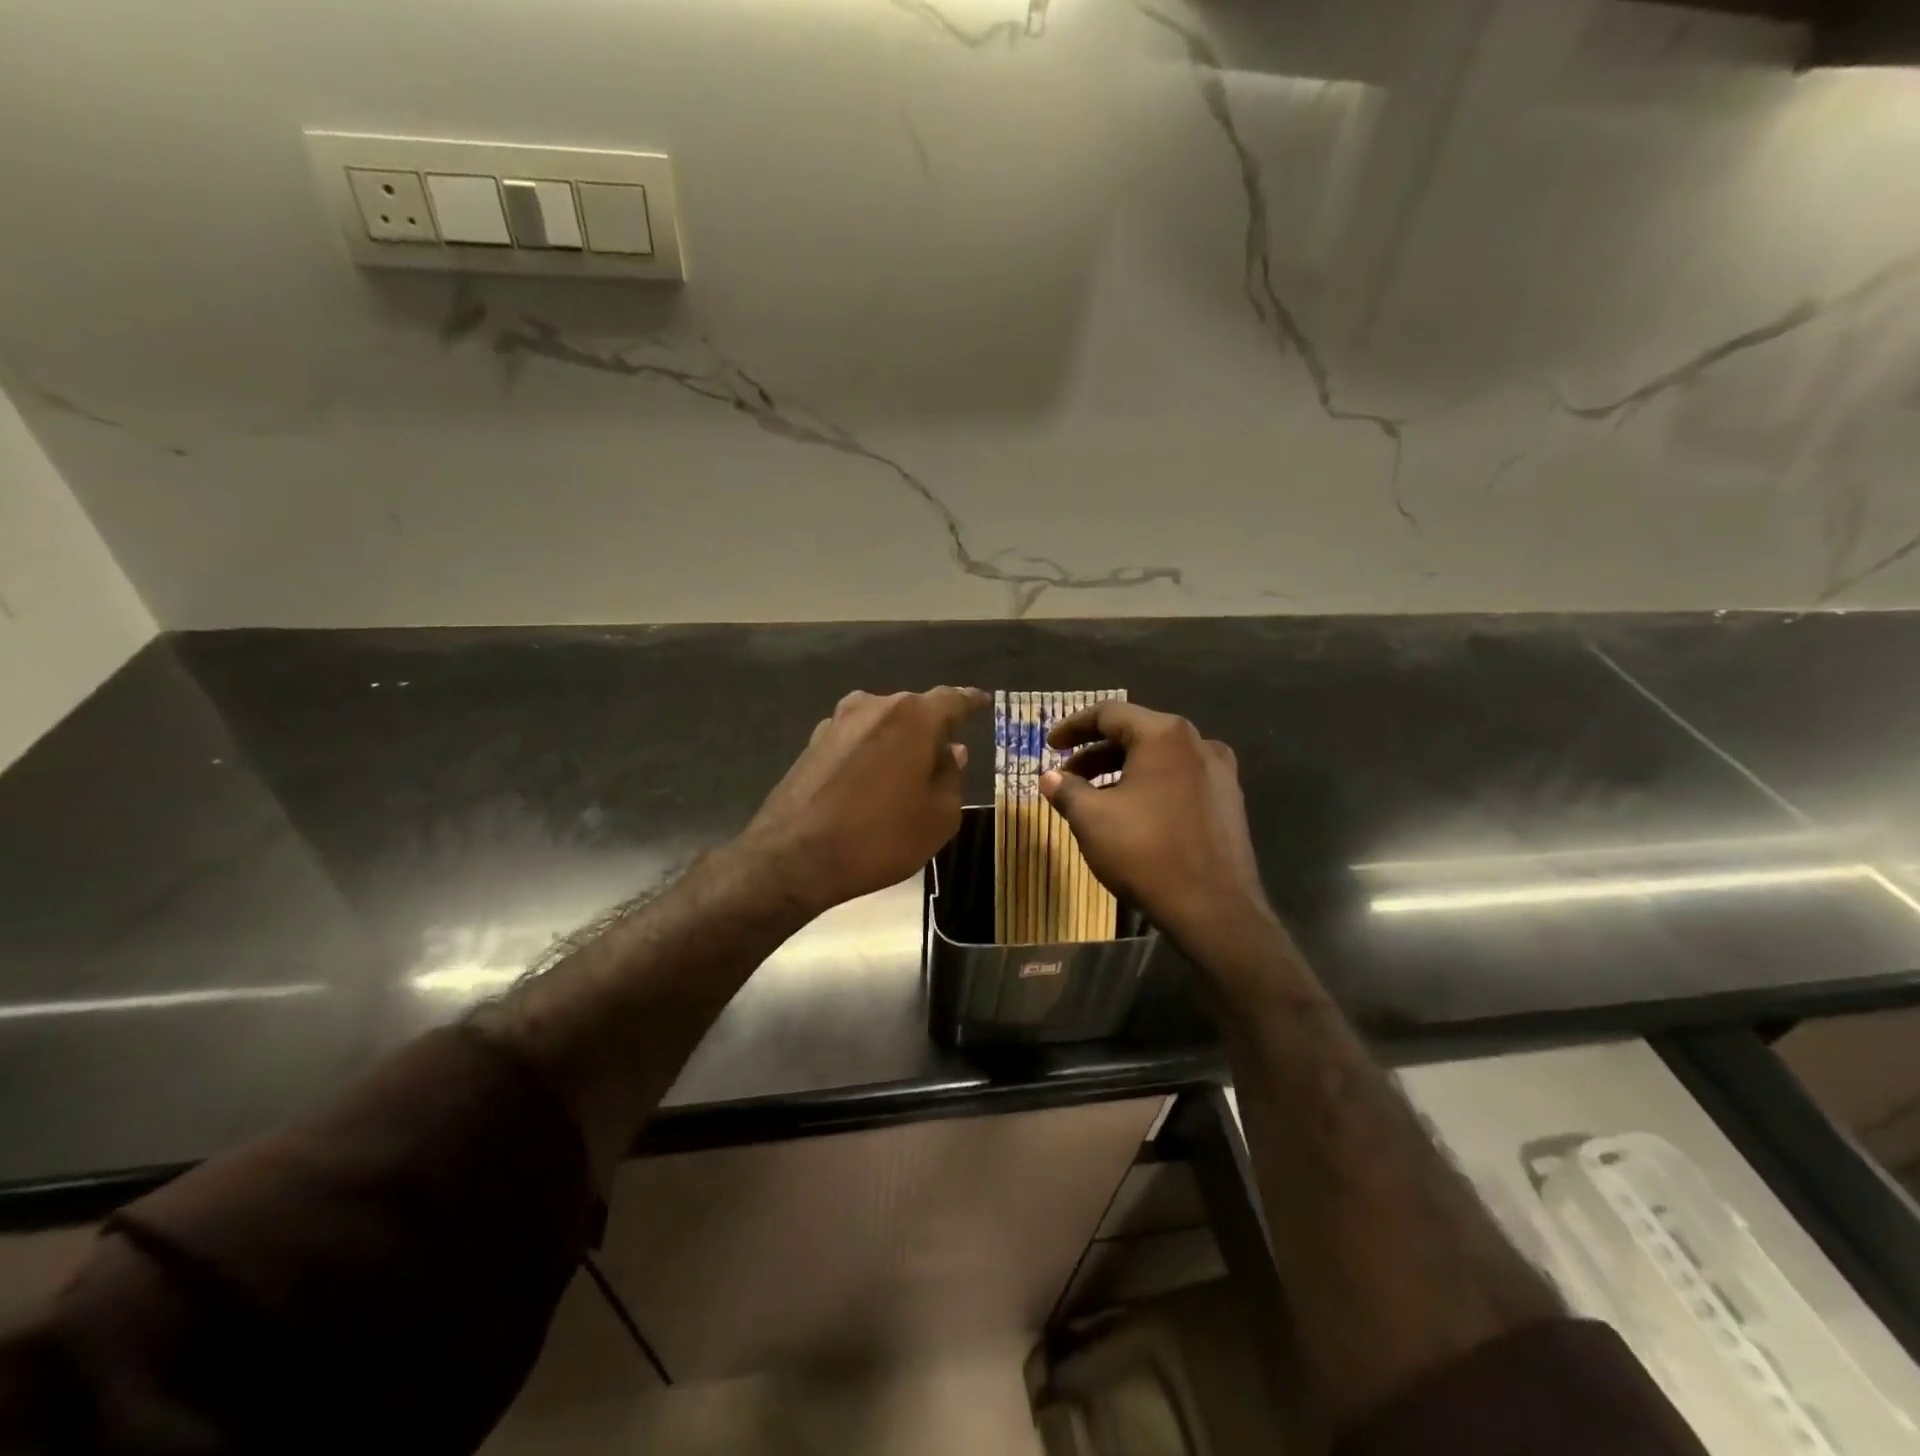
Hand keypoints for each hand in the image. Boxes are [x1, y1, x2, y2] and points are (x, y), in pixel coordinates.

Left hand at [741, 687, 988, 915]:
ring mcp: (837, 723)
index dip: (972, 702)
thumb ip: (951, 777)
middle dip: (932, 729)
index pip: (952, 700)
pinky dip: (870, 754)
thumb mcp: (938, 817)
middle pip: (914, 711)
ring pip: (882, 724)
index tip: (984, 702)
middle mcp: (874, 706)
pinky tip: (871, 783)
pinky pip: (856, 741)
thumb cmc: (880, 836)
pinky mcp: (812, 744)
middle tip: (945, 758)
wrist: (794, 857)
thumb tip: (950, 752)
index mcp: (913, 717)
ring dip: (898, 742)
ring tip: (907, 773)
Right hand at [1041, 700, 1274, 956]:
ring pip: (1159, 759)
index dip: (1072, 726)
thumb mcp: (1092, 819)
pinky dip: (1149, 787)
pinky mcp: (1229, 803)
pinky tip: (1131, 815)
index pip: (1109, 713)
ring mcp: (1220, 774)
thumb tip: (1050, 778)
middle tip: (1067, 776)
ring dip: (1121, 772)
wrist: (1214, 909)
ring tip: (1093, 798)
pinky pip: (1179, 781)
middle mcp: (1198, 743)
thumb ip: (1067, 790)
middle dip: (1096, 753)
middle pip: (1136, 734)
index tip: (1049, 745)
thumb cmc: (1146, 853)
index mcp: (1164, 735)